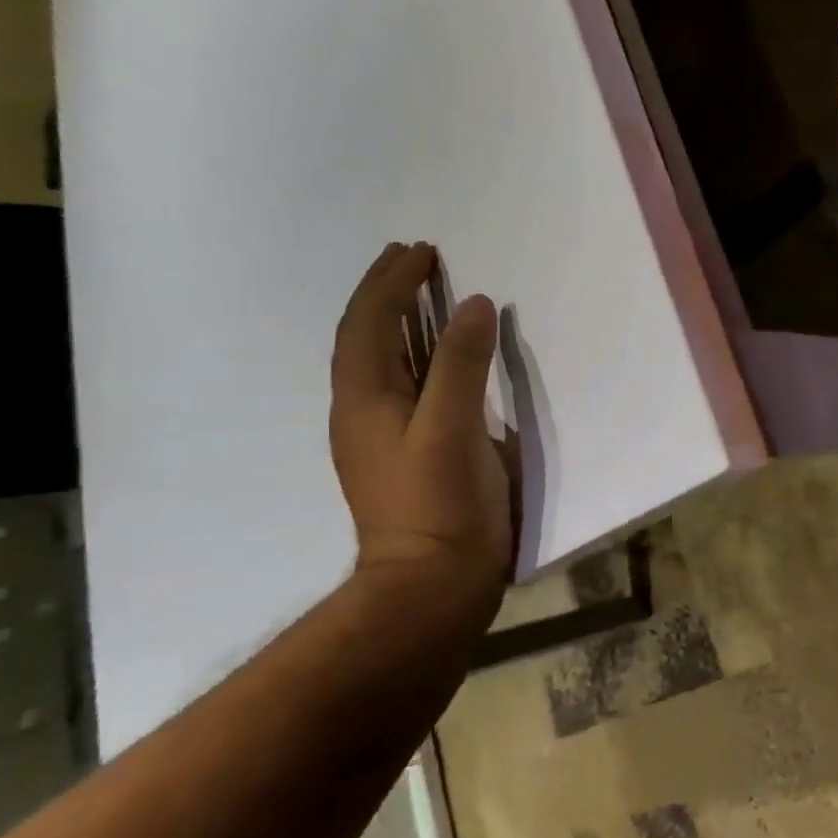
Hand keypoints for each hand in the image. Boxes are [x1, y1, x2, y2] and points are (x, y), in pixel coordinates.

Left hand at [329, 243, 514, 610]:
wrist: (431, 587)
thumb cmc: (441, 505)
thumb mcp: (453, 428)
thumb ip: (462, 364)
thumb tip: (474, 306)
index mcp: (365, 399)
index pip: (369, 322)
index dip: (392, 281)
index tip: (421, 249)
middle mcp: (363, 410)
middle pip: (366, 336)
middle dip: (387, 292)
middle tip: (415, 258)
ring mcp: (381, 436)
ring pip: (384, 362)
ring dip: (400, 320)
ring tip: (425, 293)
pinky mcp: (405, 454)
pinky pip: (405, 386)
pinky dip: (418, 355)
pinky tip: (437, 356)